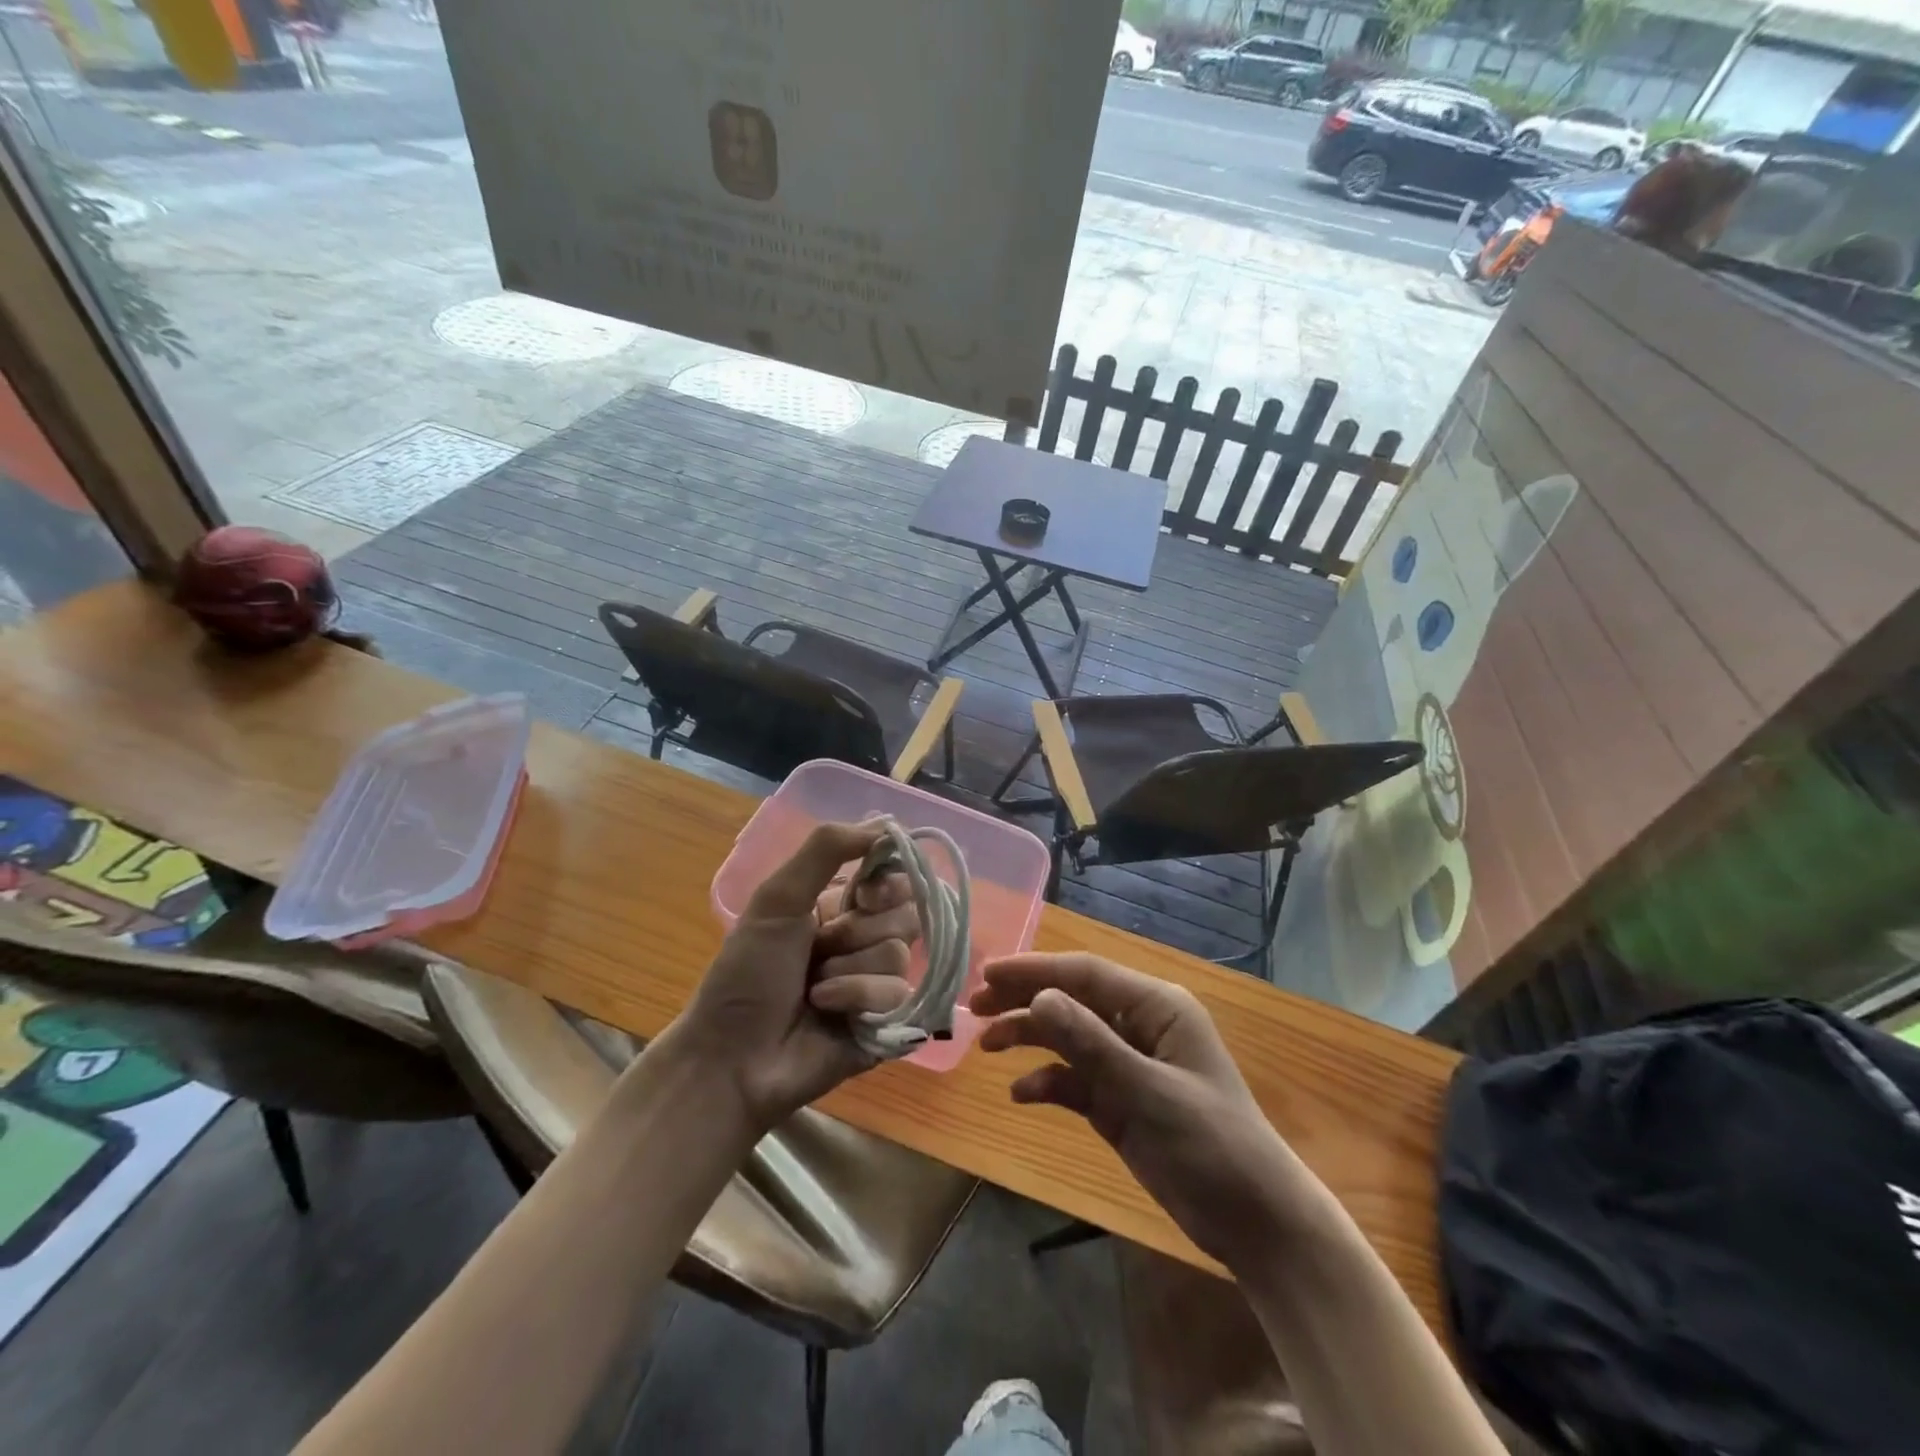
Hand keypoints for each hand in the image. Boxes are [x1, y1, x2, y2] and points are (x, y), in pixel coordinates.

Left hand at [672, 821, 916, 1129]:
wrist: (731, 1057)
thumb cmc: (747, 973)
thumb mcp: (777, 898)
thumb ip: (826, 849)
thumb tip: (887, 823)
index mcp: (839, 908)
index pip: (893, 877)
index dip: (886, 882)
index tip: (862, 893)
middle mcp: (862, 940)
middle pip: (905, 913)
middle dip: (860, 929)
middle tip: (822, 945)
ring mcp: (875, 983)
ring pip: (899, 953)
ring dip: (849, 968)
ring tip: (813, 988)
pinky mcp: (886, 1022)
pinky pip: (897, 993)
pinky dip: (856, 998)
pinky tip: (825, 1010)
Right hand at [971, 953, 1331, 1271]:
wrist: (1257, 1224)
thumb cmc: (1212, 1145)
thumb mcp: (1148, 1092)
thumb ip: (1091, 1044)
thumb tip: (1038, 997)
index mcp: (1156, 1007)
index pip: (1085, 974)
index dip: (1035, 970)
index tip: (987, 974)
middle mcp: (1140, 1025)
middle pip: (1072, 1000)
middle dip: (1024, 999)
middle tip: (974, 1006)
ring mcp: (1130, 1064)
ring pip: (1069, 1037)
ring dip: (1030, 1038)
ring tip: (986, 1046)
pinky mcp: (1122, 1101)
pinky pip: (1076, 1079)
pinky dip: (1049, 1082)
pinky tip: (1023, 1095)